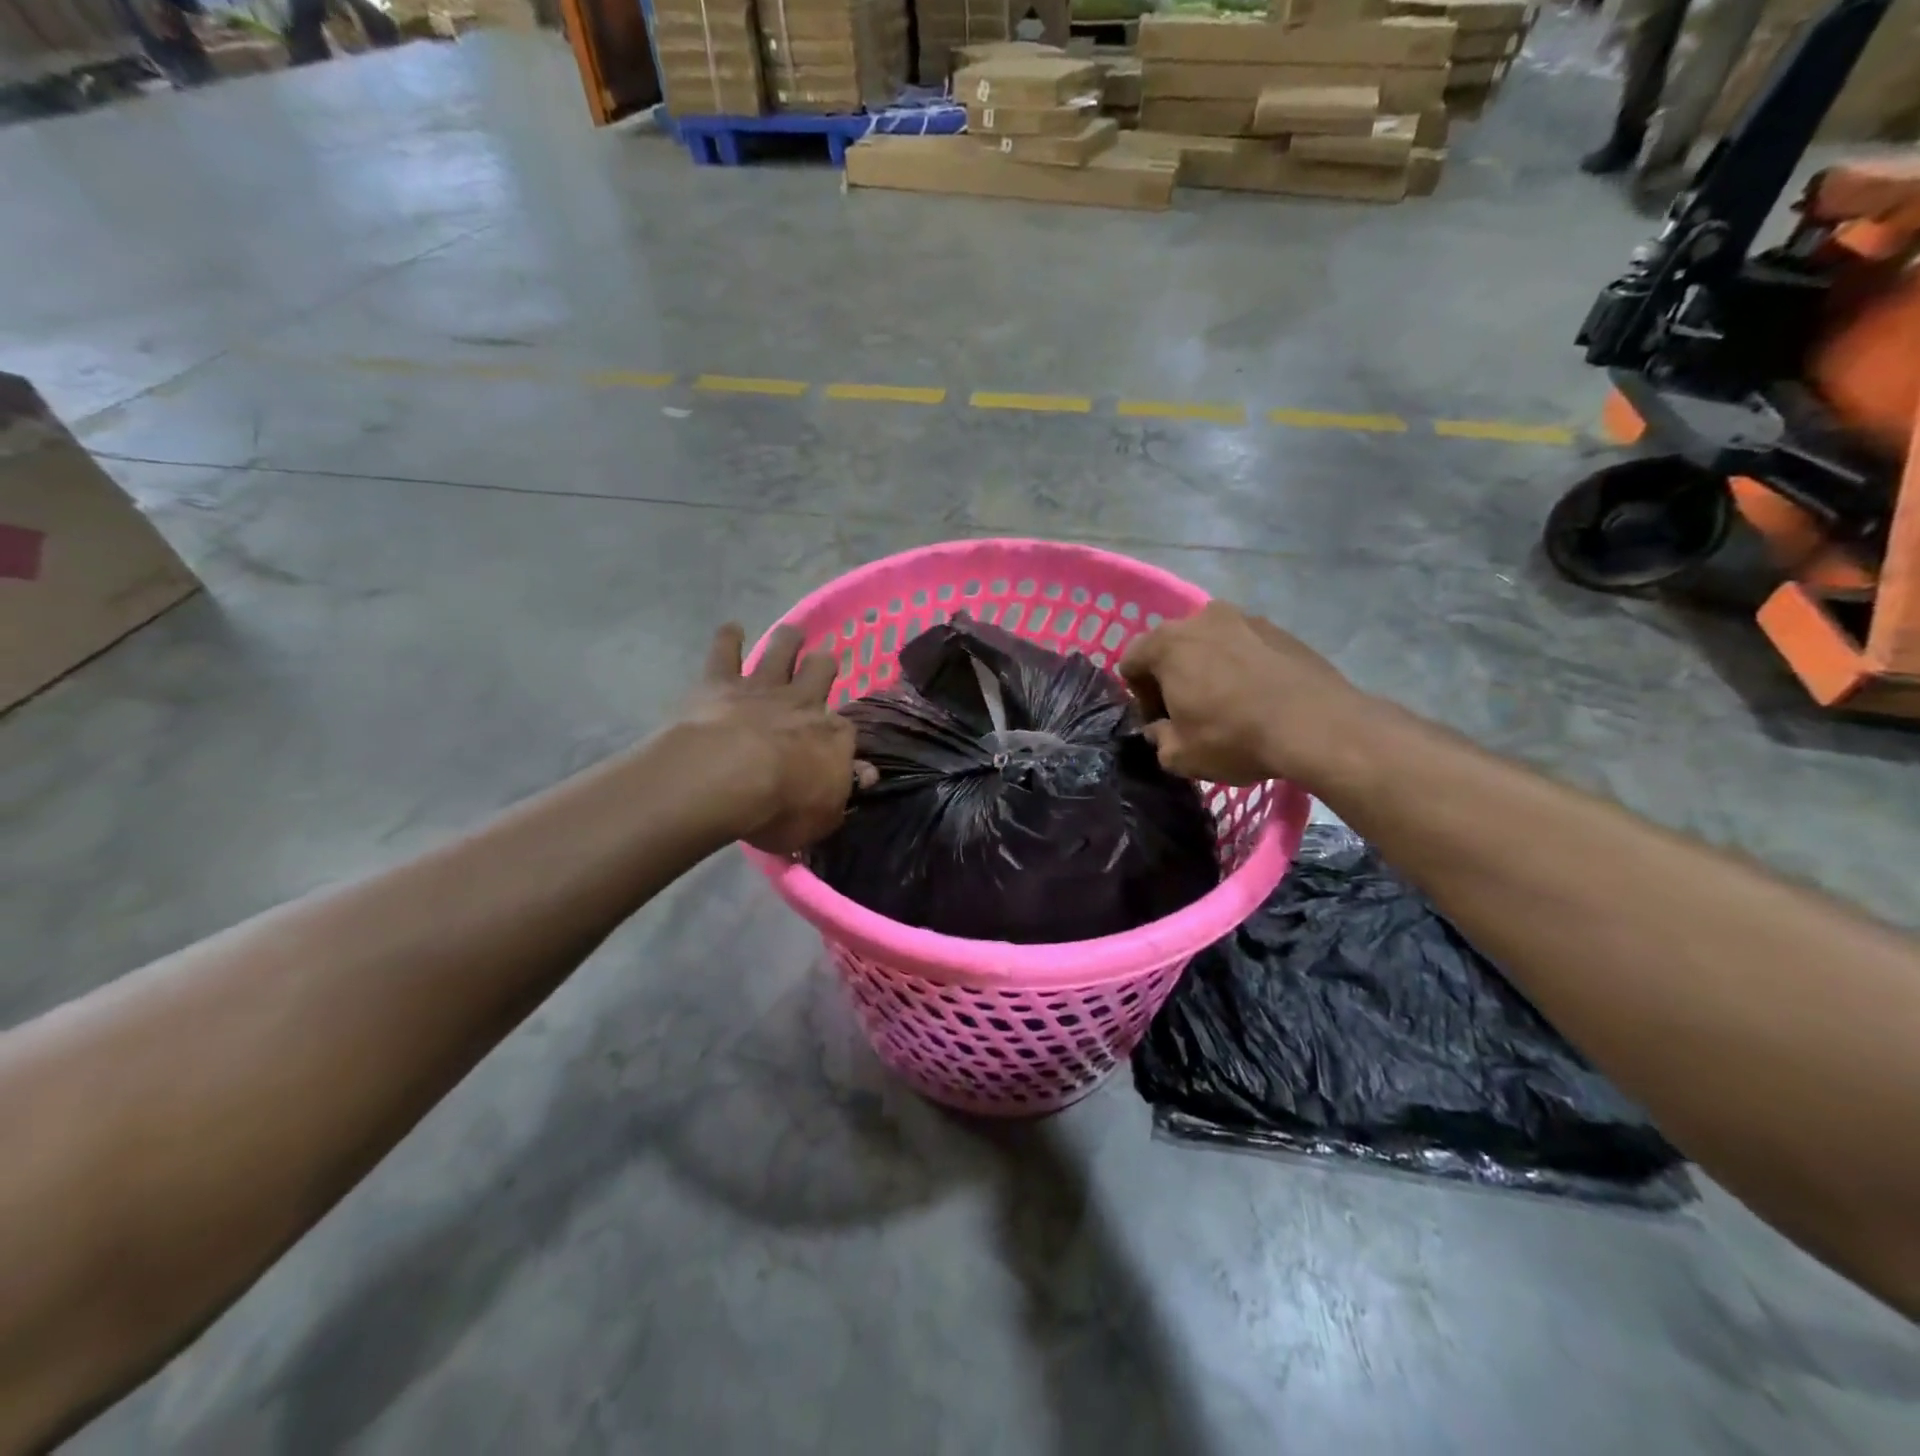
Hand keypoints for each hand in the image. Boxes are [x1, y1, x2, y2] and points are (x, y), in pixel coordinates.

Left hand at [680, 624, 876, 853]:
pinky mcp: (720, 683)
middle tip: (823, 659)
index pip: (847, 732)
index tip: (841, 747)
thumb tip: (863, 776)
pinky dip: (729, 638)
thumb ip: (841, 796)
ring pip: (781, 651)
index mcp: (834, 737)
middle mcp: (803, 703)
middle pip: (821, 671)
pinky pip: (726, 652)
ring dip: (788, 640)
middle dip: (824, 664)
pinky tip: (732, 628)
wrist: (726, 779)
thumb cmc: (780, 809)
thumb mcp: (823, 818)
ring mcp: (762, 689)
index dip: (844, 739)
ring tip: (793, 632)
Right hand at [1118, 602, 1370, 785]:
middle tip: (1190, 712)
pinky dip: (1242, 666)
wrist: (1317, 726)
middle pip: (1171, 647)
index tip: (1160, 721)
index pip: (1131, 662)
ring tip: (1228, 703)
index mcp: (1167, 643)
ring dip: (1209, 668)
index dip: (1139, 696)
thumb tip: (1160, 730)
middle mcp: (1202, 618)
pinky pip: (1245, 646)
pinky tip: (1258, 697)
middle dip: (1173, 676)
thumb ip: (1158, 739)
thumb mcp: (1180, 755)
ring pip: (1211, 643)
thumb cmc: (1234, 737)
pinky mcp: (1280, 629)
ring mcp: (1245, 618)